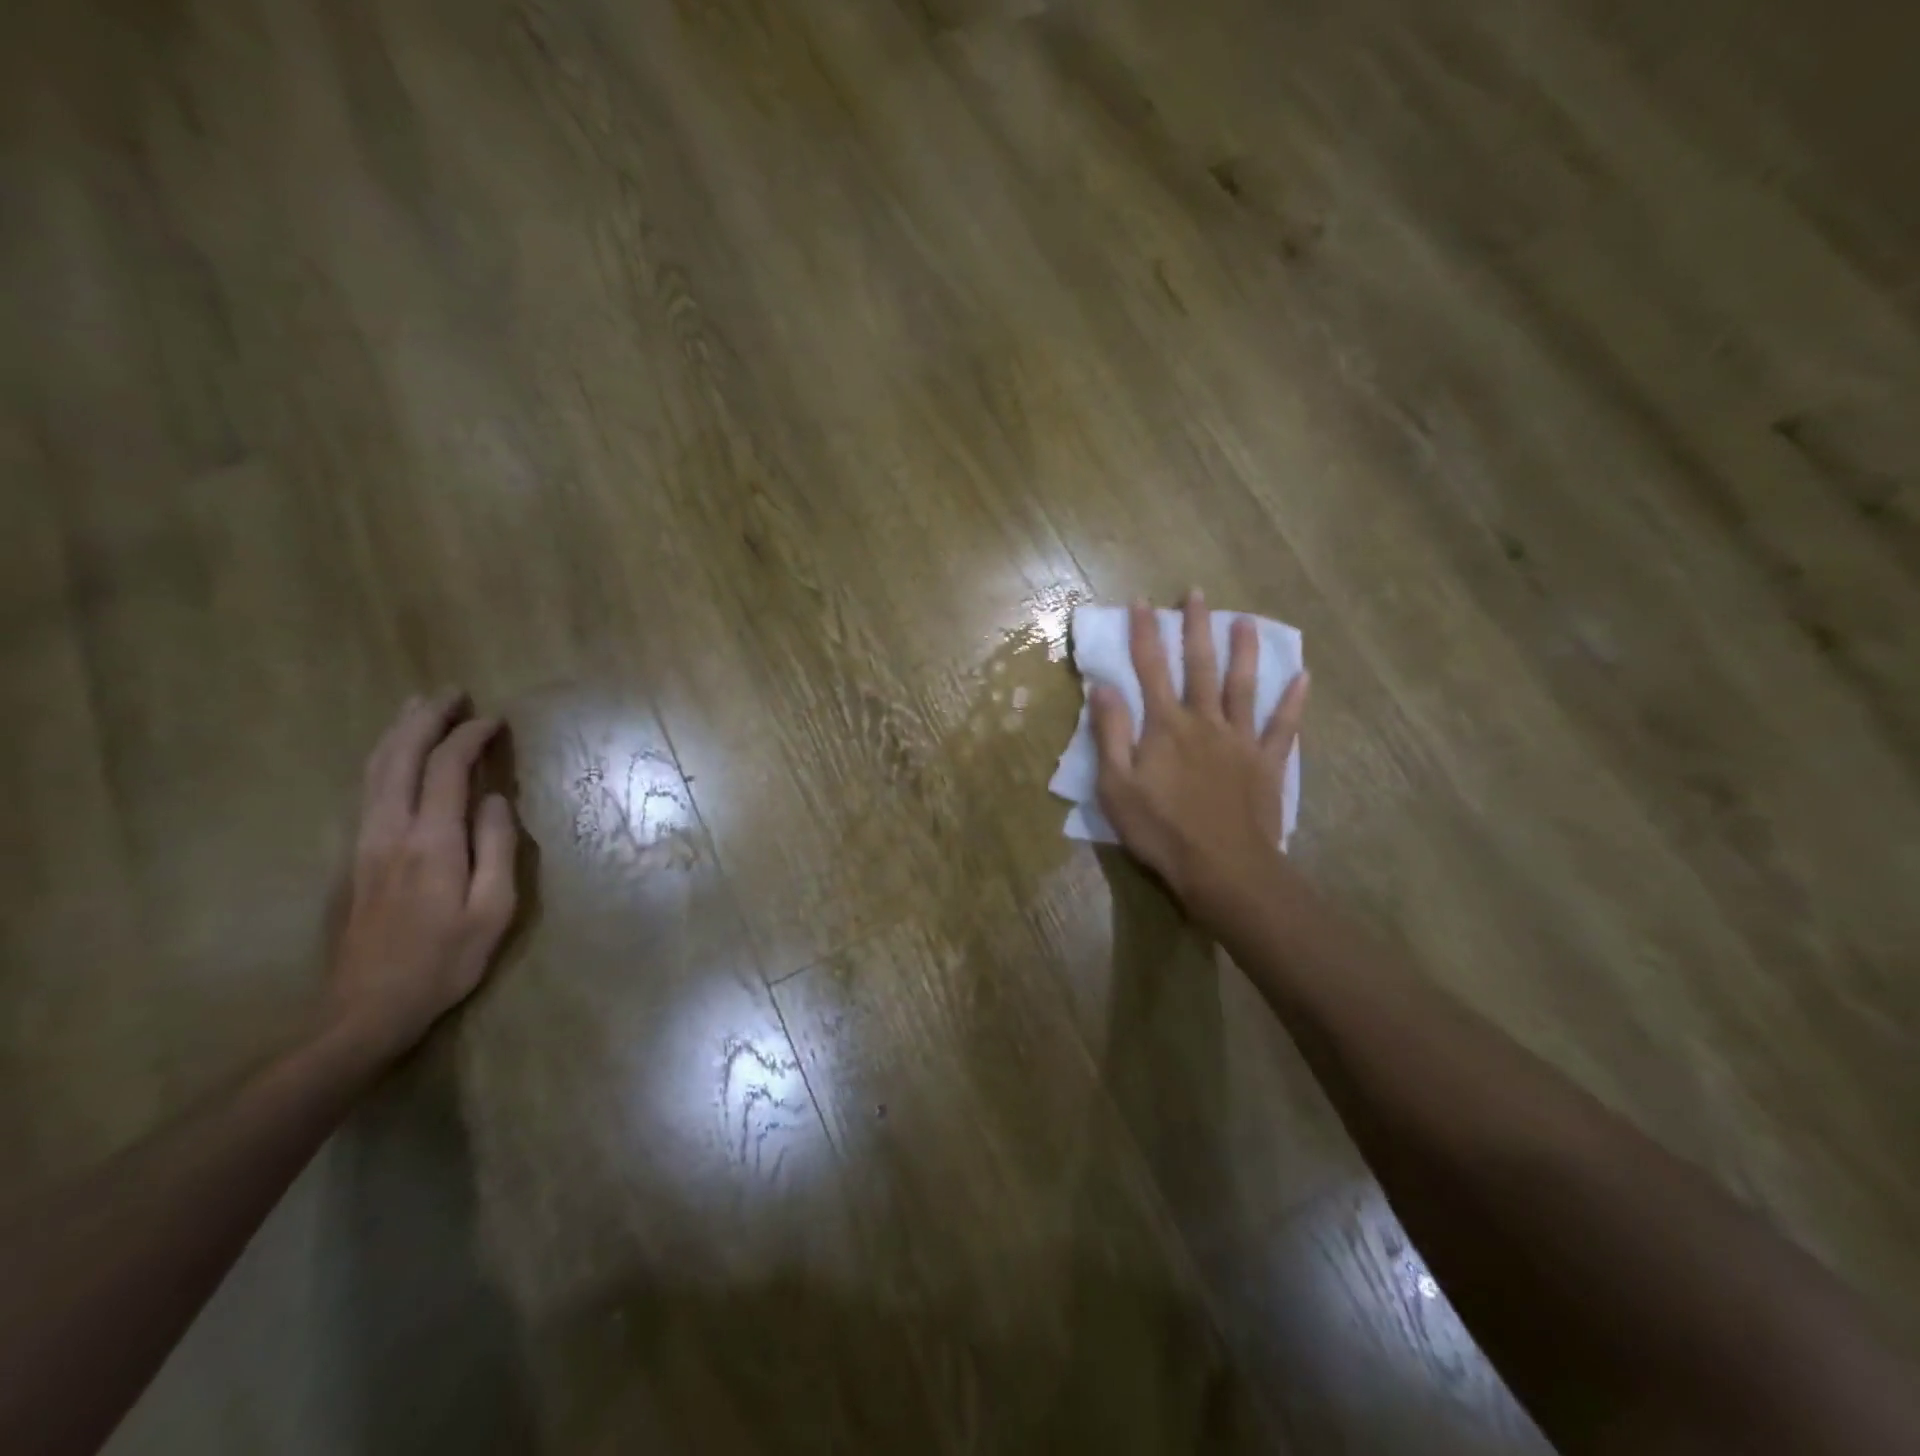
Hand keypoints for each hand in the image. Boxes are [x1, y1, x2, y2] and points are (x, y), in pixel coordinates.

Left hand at [324, 692, 518, 1061]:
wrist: (366, 1008)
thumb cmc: (444, 961)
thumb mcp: (493, 910)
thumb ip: (498, 848)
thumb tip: (494, 799)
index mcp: (431, 842)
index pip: (448, 769)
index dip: (470, 737)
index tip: (495, 720)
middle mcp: (390, 830)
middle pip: (401, 757)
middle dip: (426, 718)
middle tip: (453, 692)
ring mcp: (365, 841)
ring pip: (375, 769)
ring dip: (399, 732)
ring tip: (420, 706)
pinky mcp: (356, 855)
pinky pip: (368, 789)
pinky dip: (385, 758)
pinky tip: (396, 753)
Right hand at [1090, 592, 1309, 923]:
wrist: (1222, 868)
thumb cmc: (1161, 830)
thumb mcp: (1116, 785)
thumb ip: (1110, 733)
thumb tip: (1103, 686)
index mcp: (1165, 726)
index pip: (1150, 669)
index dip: (1144, 634)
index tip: (1141, 602)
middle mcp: (1205, 721)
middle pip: (1200, 666)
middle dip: (1195, 628)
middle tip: (1197, 594)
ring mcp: (1240, 740)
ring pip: (1243, 686)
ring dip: (1244, 651)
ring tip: (1246, 620)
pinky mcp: (1266, 763)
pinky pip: (1283, 726)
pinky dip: (1293, 701)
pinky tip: (1303, 677)